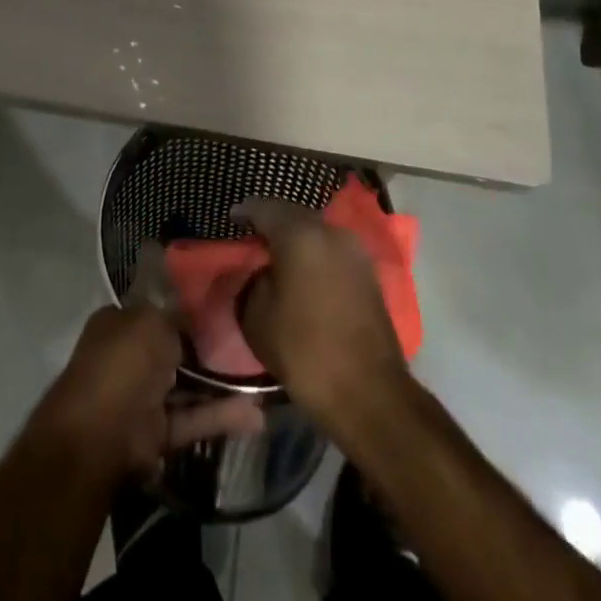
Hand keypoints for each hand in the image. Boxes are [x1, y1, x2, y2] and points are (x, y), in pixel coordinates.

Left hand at [32, 260, 262, 479]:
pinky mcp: (156, 434)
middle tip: (249, 342)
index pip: (156, 310)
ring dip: (220, 385)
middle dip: (206, 348)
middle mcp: (128, 357)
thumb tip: (193, 311)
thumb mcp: (152, 320)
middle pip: (173, 349)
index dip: (186, 308)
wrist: (99, 435)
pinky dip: (220, 417)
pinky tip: (256, 414)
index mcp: (119, 323)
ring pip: (186, 387)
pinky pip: (193, 419)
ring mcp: (142, 397)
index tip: (222, 307)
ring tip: (261, 379)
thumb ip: (175, 314)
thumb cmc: (123, 362)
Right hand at [233, 198, 409, 425]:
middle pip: (293, 213)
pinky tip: (303, 270)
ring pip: (316, 230)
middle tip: (252, 235)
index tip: (231, 220)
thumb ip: (250, 282)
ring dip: (296, 237)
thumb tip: (259, 271)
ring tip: (276, 254)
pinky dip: (314, 253)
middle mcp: (330, 231)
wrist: (370, 393)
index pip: (264, 207)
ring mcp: (354, 250)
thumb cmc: (305, 352)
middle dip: (272, 221)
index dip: (244, 212)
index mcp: (300, 234)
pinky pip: (332, 249)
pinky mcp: (368, 272)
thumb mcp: (256, 318)